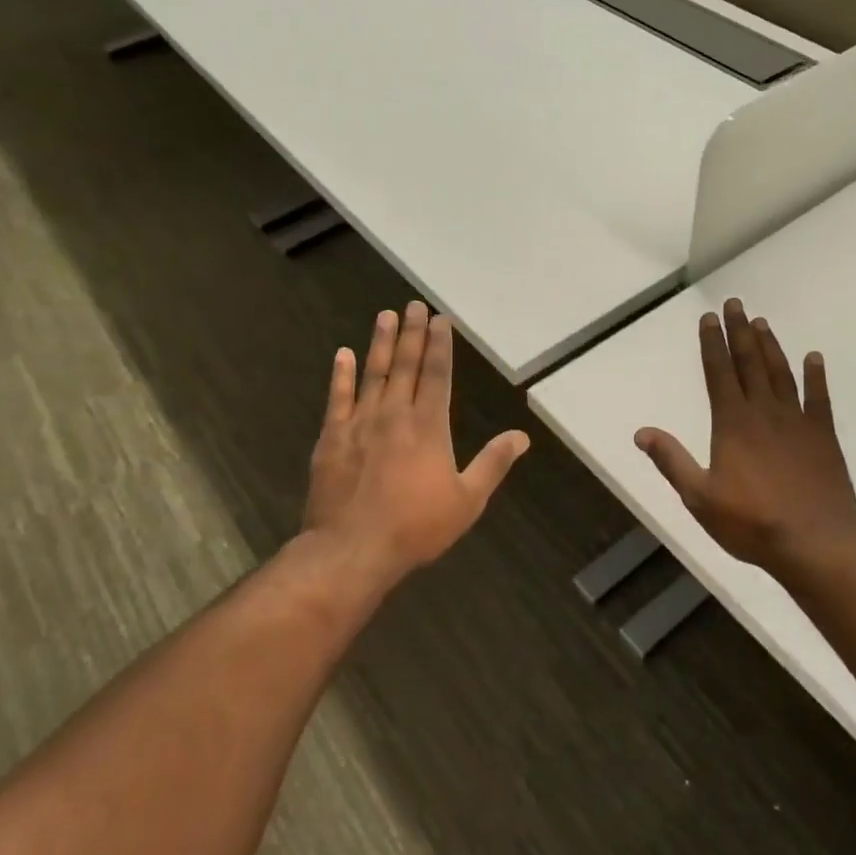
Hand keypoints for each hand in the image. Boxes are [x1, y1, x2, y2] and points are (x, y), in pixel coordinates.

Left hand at [304, 301, 529, 577]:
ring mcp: (360, 423)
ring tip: (385, 316)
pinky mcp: (332, 437)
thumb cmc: (416, 527)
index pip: (437, 375)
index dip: (440, 345)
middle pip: (406, 365)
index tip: (440, 320)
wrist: (353, 549)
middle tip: (413, 305)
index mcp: (429, 427)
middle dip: (412, 334)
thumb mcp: (468, 500)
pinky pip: (337, 398)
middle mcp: (395, 415)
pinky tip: (342, 354)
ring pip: (373, 374)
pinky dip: (340, 375)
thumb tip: (522, 436)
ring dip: (380, 343)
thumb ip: (493, 463)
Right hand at [635, 298, 855, 574]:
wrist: (815, 542)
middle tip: (735, 303)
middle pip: (749, 363)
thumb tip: (641, 432)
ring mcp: (797, 422)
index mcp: (732, 423)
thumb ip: (671, 461)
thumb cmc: (751, 522)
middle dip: (739, 332)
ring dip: (770, 346)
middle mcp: (764, 412)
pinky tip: (814, 358)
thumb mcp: (699, 497)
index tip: (709, 318)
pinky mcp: (823, 436)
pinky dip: (816, 377)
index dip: (712, 344)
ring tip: (762, 322)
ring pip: (781, 374)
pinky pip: (819, 399)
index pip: (719, 373)